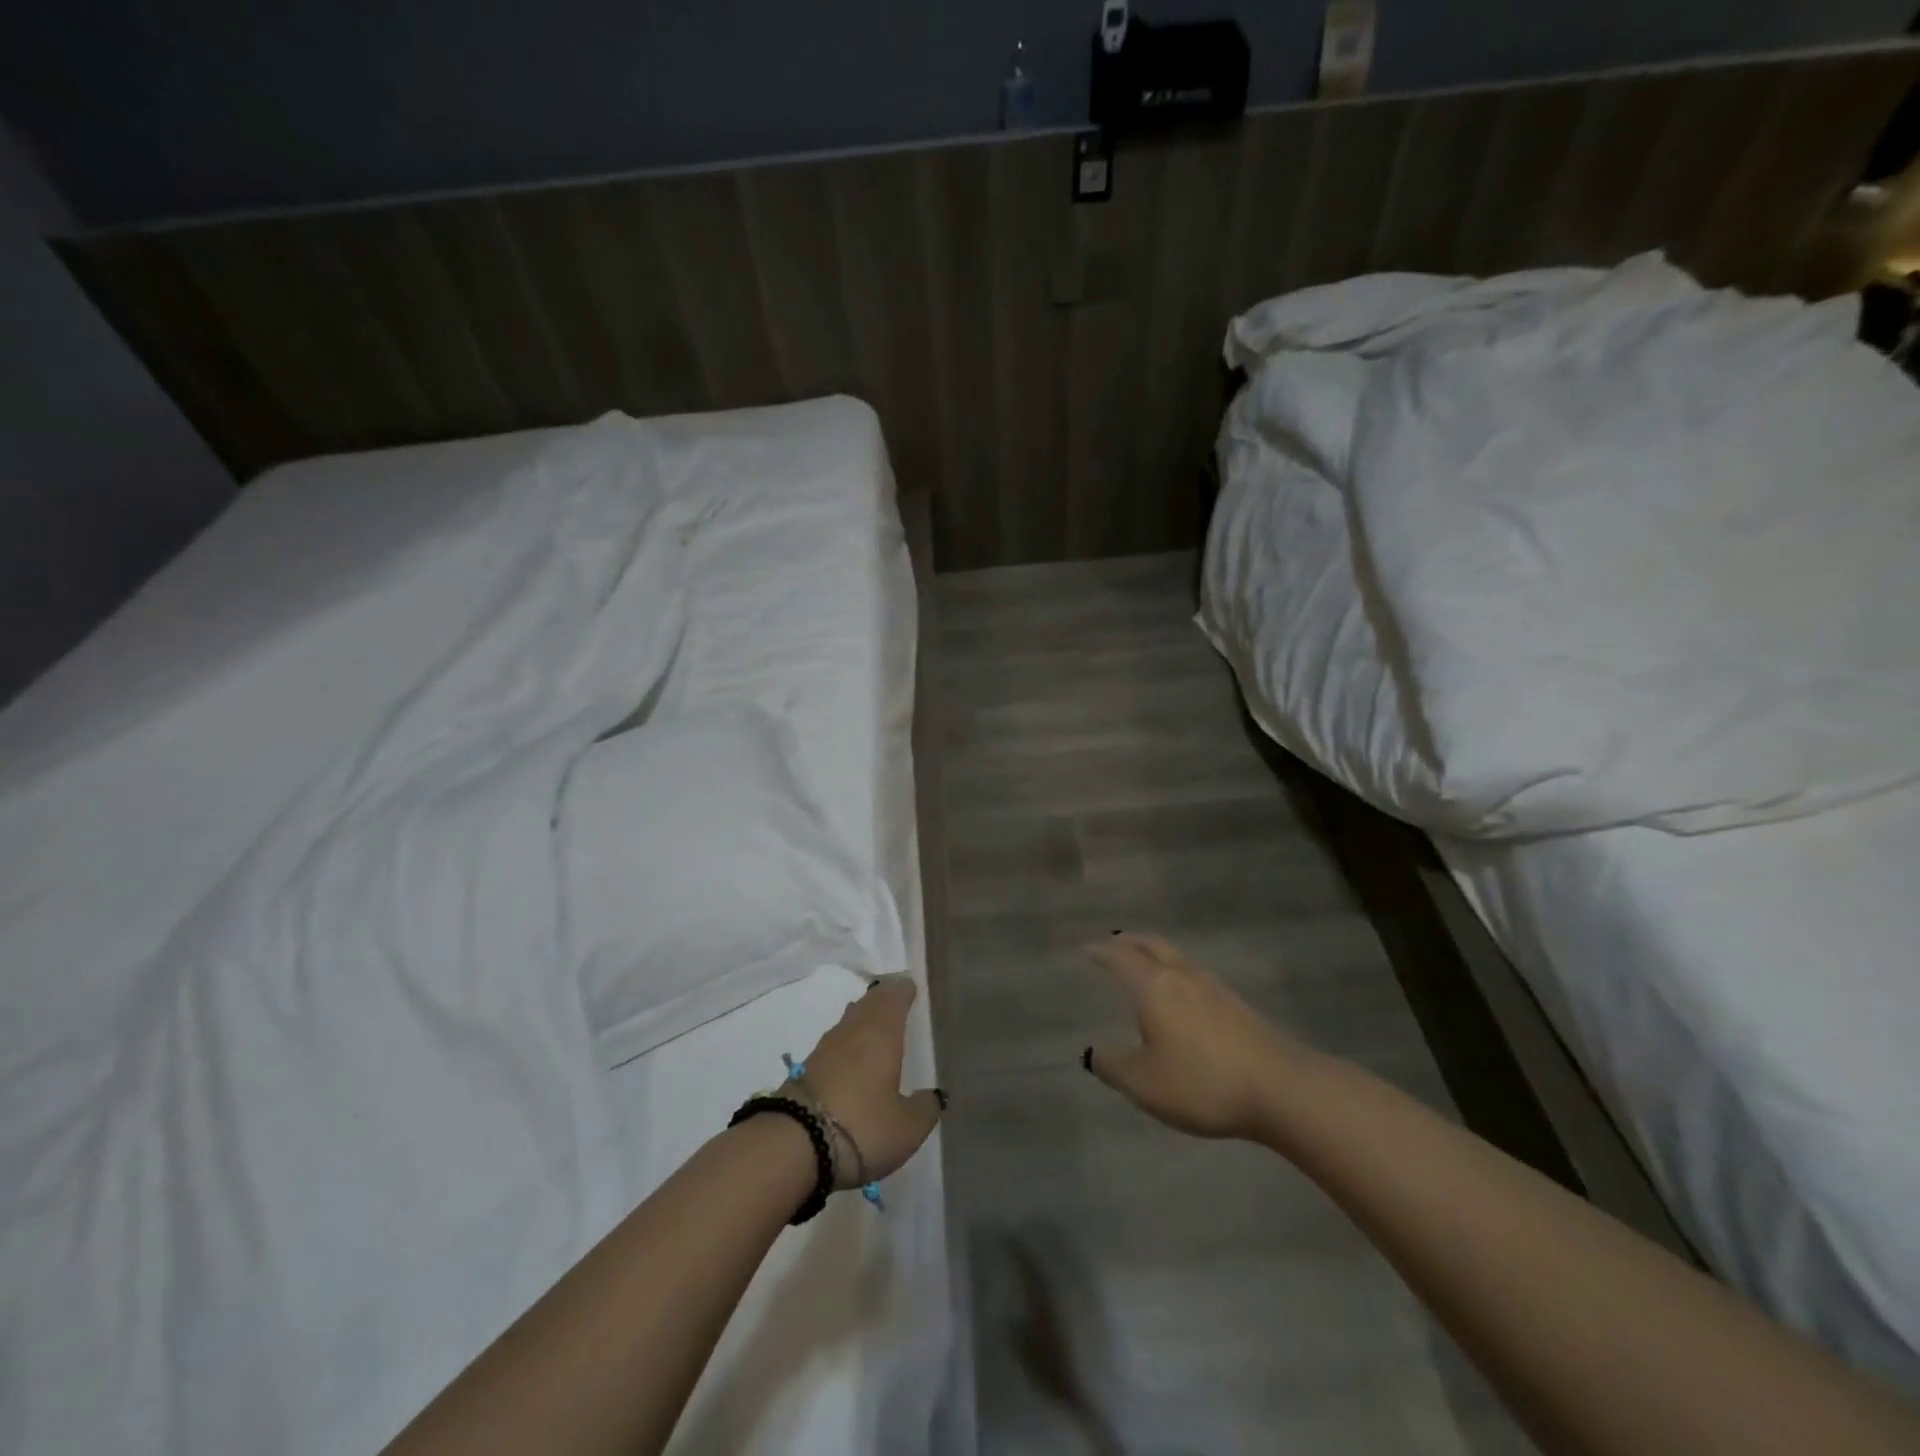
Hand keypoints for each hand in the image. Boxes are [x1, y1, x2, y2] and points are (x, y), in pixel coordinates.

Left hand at [795, 974, 944, 1186]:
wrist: (794, 1145)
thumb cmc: (863, 1127)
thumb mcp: (907, 1127)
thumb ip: (925, 1108)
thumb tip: (934, 1095)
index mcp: (882, 1032)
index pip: (894, 996)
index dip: (904, 989)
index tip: (912, 986)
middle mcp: (853, 1030)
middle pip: (870, 1002)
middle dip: (884, 998)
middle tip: (897, 998)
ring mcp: (826, 1047)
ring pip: (850, 1020)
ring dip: (864, 1016)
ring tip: (876, 1024)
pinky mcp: (807, 1068)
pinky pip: (836, 1042)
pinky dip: (848, 1041)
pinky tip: (852, 1055)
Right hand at [1085, 933, 1315, 1140]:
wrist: (1280, 1088)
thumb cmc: (1201, 1082)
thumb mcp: (1144, 1083)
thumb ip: (1113, 1066)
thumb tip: (1092, 1052)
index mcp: (1153, 987)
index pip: (1122, 960)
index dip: (1103, 953)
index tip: (1089, 948)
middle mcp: (1182, 977)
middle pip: (1152, 946)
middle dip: (1130, 942)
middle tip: (1114, 943)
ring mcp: (1213, 988)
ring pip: (1176, 958)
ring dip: (1155, 954)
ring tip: (1144, 966)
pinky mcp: (1236, 1006)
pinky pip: (1194, 975)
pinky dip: (1176, 973)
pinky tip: (1180, 996)